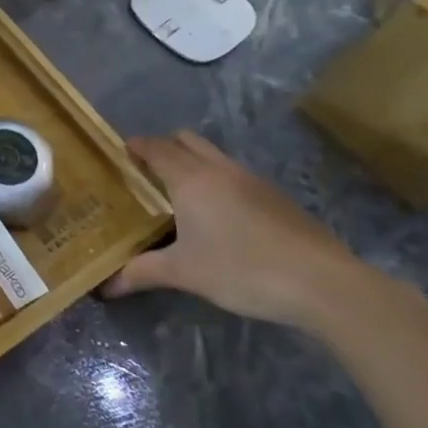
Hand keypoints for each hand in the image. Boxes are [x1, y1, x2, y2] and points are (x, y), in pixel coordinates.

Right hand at [105, 130, 379, 330]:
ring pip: (214, 156)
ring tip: (178, 193)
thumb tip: (105, 287)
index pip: (156, 148)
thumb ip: (141, 273)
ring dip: (193, 162)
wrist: (322, 283)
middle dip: (164, 147)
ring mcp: (253, 180)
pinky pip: (235, 175)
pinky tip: (218, 215)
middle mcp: (220, 170)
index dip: (136, 147)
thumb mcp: (184, 273)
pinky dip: (217, 181)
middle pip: (186, 140)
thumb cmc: (242, 269)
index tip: (119, 153)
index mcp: (191, 179)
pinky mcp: (276, 197)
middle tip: (146, 172)